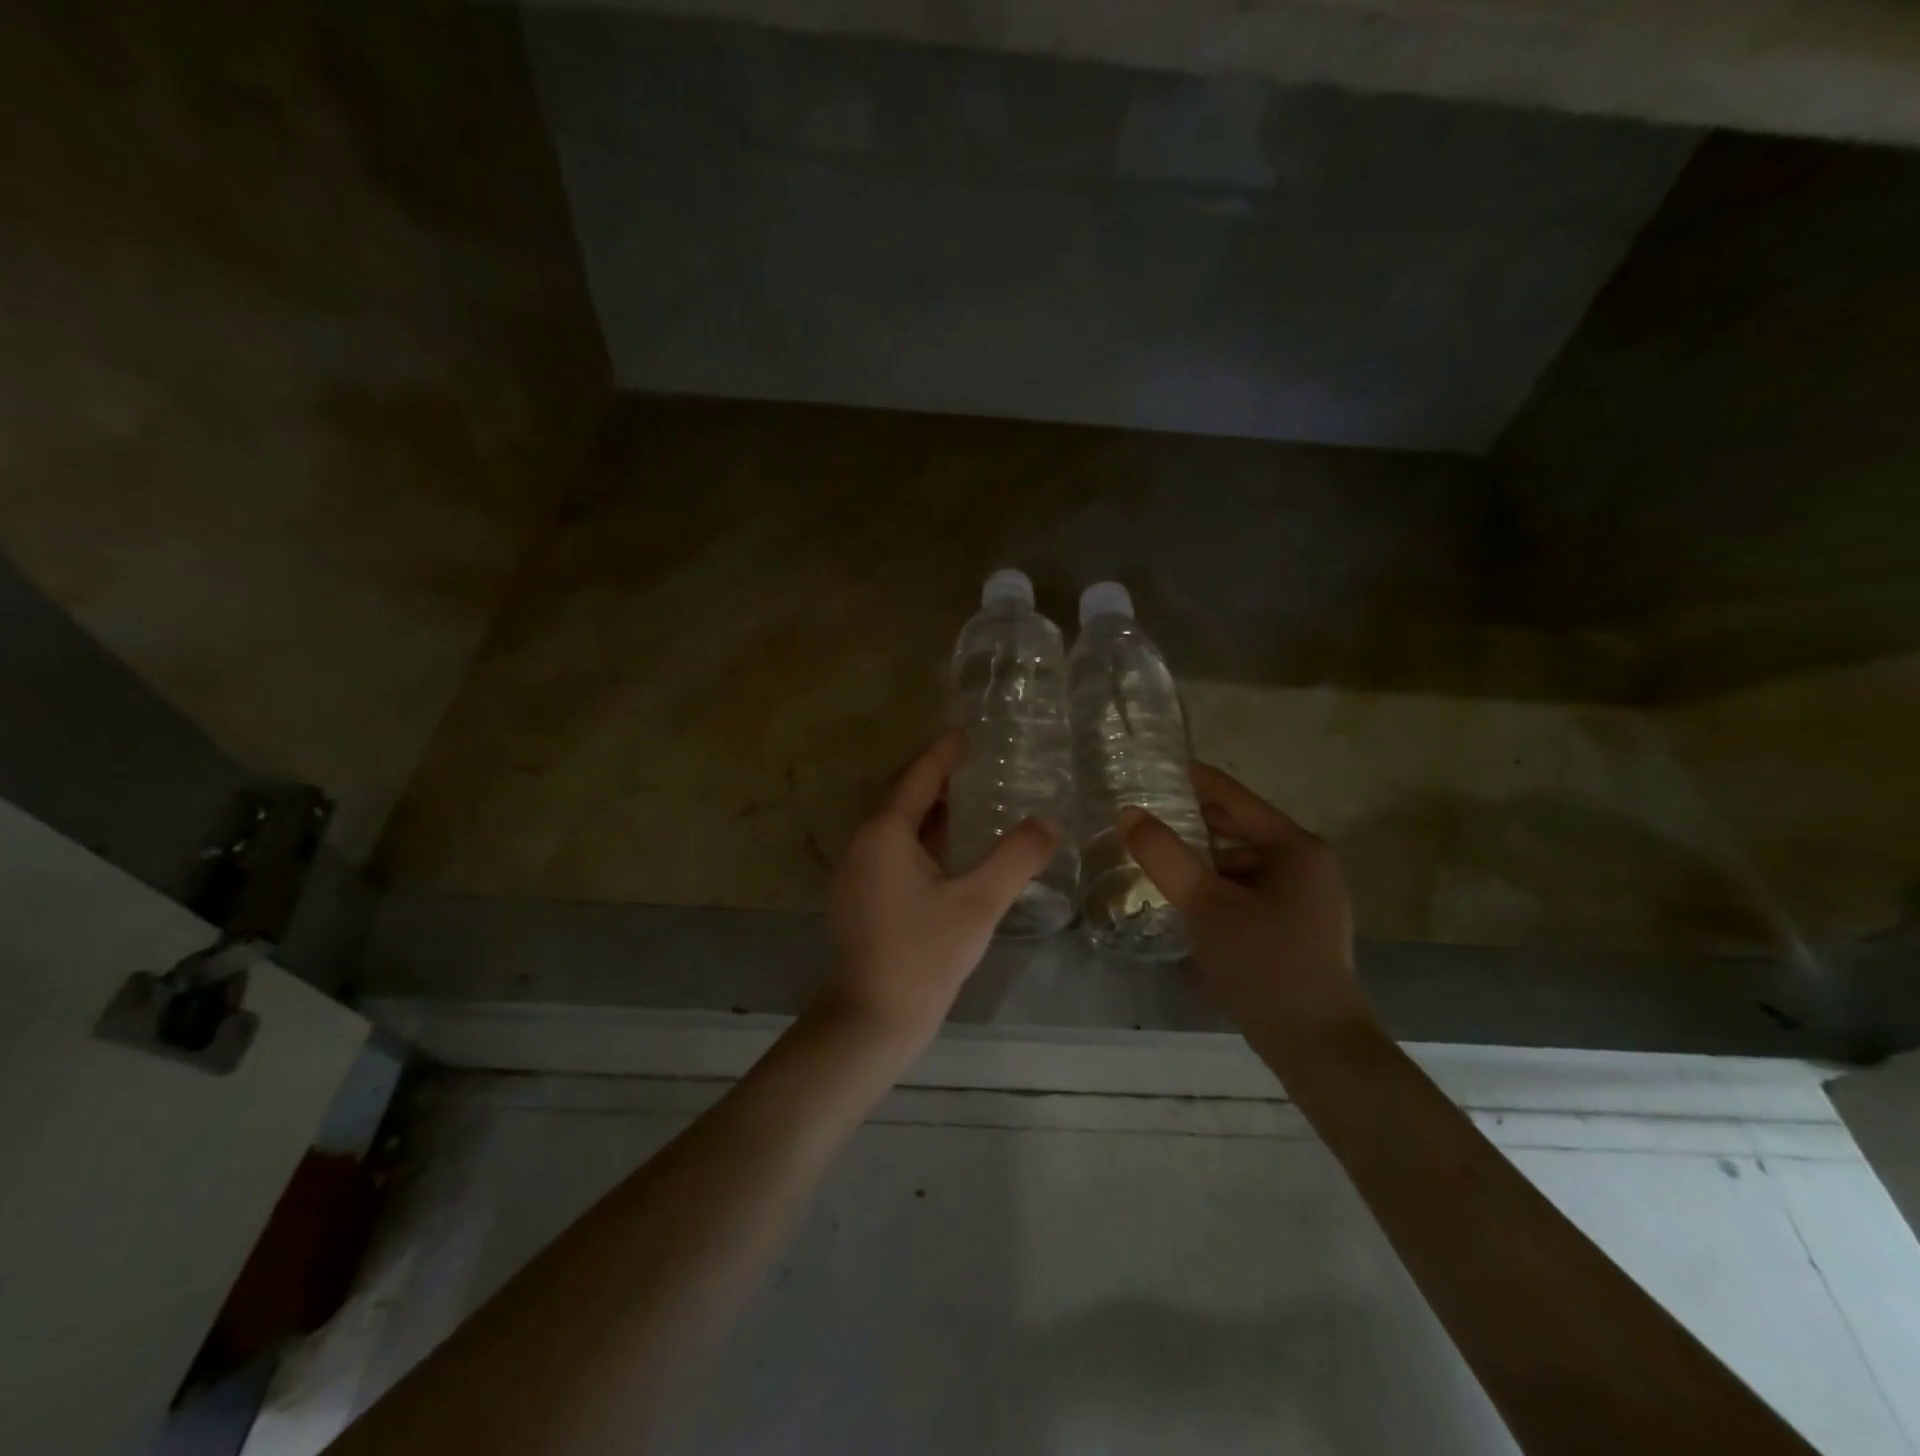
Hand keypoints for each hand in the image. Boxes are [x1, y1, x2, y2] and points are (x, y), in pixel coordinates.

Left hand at [820, 731, 1059, 1049]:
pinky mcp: (860, 897)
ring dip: (931, 811)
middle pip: (905, 798)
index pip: (919, 777)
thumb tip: (1049, 823)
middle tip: (979, 765)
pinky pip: (893, 850)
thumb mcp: (979, 903)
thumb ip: (1016, 858)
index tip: (968, 735)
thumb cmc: (924, 955)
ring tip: (971, 801)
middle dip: (940, 780)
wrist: (872, 1019)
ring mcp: (857, 872)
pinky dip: (922, 839)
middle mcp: (863, 843)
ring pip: (898, 827)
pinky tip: (949, 852)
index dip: (945, 754)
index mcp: (886, 833)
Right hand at [1120, 764, 1371, 1045]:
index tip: (1158, 765)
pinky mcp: (1300, 928)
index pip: (1236, 798)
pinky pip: (1251, 891)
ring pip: (1243, 864)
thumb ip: (1165, 856)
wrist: (1316, 1044)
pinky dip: (1219, 888)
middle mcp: (1308, 865)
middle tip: (1147, 813)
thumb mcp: (1205, 905)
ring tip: (1160, 859)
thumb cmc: (1264, 964)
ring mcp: (1308, 898)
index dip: (1196, 780)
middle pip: (1241, 829)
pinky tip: (1188, 902)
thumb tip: (1128, 814)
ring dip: (1204, 860)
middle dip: (1195, 822)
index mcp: (1296, 848)